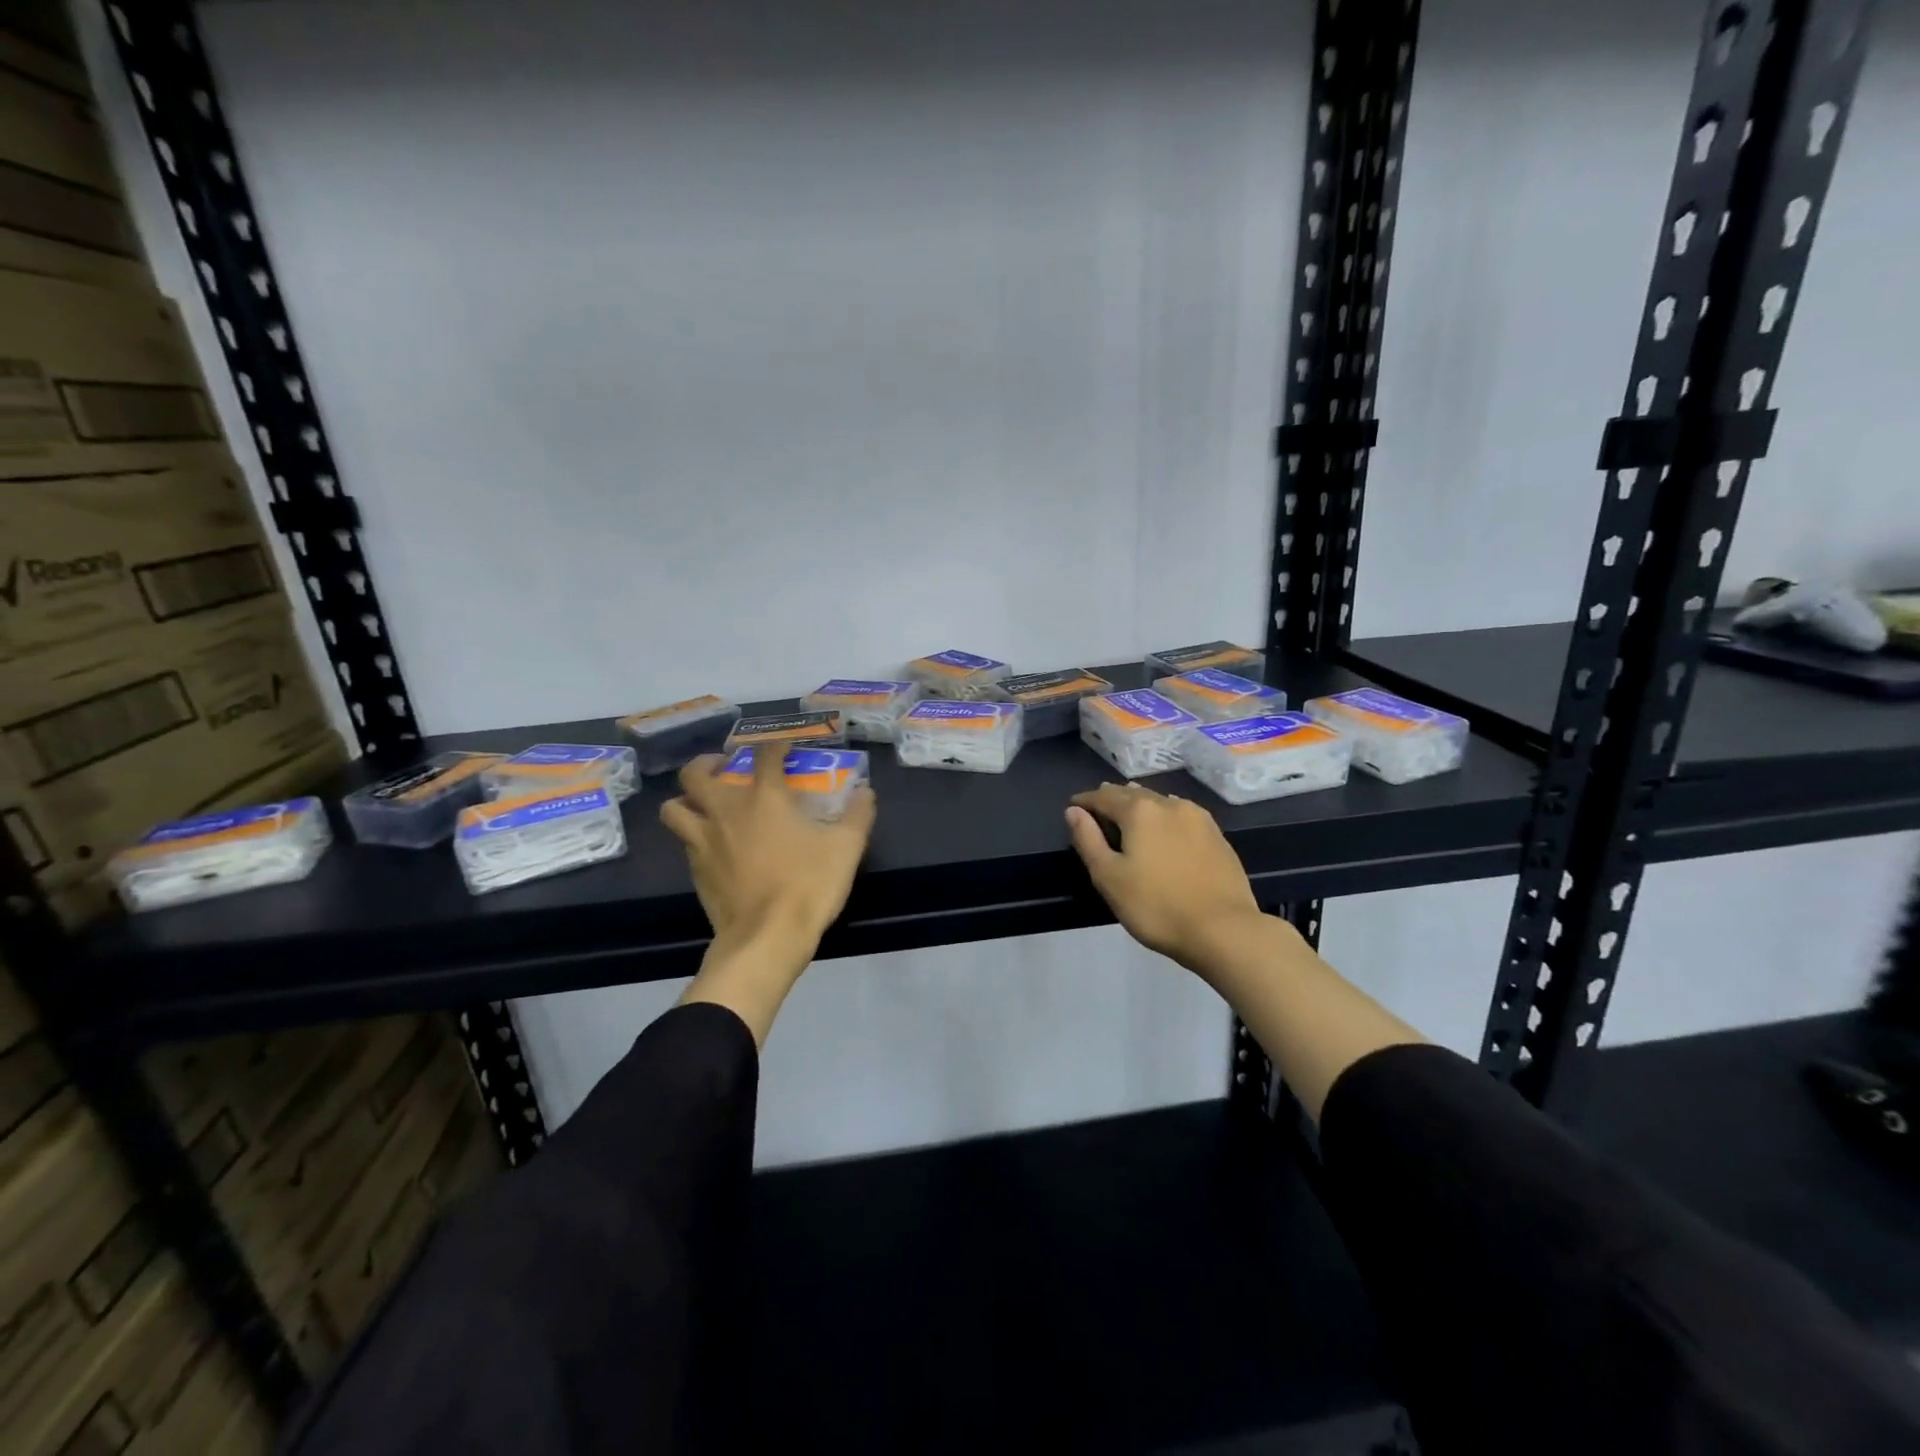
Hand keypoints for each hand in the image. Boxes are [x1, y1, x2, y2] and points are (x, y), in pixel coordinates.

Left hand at [661, 747, 876, 953]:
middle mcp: (726, 810)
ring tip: (704, 804)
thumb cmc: (808, 884)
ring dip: (686, 800)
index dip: (775, 744)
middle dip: (707, 763)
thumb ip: (858, 814)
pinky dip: (694, 834)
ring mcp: (703, 840)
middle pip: (695, 773)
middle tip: (724, 768)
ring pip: (674, 808)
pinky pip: (684, 841)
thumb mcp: (847, 847)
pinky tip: (714, 845)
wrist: (767, 937)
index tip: (785, 748)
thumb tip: (865, 792)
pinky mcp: (695, 869)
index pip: (765, 754)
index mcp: (764, 796)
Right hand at [1066, 783, 1267, 975]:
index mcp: (1139, 811)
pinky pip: (1182, 814)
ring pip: (1160, 801)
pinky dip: (1165, 815)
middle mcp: (1169, 804)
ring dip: (1140, 803)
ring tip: (1129, 811)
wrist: (1224, 930)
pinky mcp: (1217, 835)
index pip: (1103, 797)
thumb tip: (1073, 811)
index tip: (1073, 806)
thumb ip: (1088, 840)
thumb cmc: (1156, 906)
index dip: (1085, 801)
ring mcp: (1198, 818)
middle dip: (1113, 798)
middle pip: (1133, 794)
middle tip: (1098, 806)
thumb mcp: (1109, 877)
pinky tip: (1165, 825)